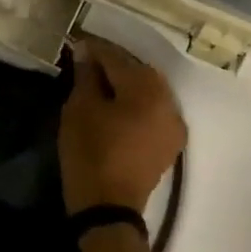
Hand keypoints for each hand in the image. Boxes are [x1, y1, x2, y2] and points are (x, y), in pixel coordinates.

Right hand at [59, 36, 186, 216]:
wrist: (109, 207)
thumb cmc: (90, 152)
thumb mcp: (80, 109)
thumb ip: (86, 76)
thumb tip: (86, 53)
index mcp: (146, 89)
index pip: (117, 58)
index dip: (94, 49)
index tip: (76, 44)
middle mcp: (168, 101)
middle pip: (138, 71)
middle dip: (113, 63)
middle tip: (87, 61)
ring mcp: (174, 123)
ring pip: (148, 90)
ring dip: (126, 82)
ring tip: (100, 81)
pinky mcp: (170, 141)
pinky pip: (153, 110)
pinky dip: (136, 101)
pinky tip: (117, 104)